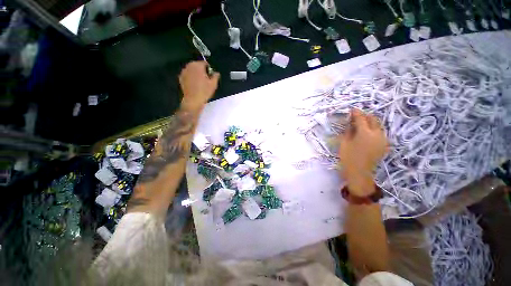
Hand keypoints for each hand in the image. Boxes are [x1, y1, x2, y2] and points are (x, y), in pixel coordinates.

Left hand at [179, 61, 219, 111]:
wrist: (193, 100)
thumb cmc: (204, 91)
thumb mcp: (213, 84)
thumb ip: (216, 76)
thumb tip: (216, 73)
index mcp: (197, 65)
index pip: (205, 63)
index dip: (209, 69)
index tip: (211, 76)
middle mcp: (189, 66)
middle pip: (197, 65)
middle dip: (202, 70)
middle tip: (206, 79)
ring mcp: (184, 72)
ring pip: (192, 70)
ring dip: (196, 74)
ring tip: (201, 83)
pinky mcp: (181, 78)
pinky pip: (188, 75)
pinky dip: (191, 78)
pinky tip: (195, 85)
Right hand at [338, 109, 387, 195]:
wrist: (359, 173)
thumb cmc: (348, 157)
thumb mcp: (344, 143)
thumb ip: (348, 131)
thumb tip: (350, 122)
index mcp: (365, 133)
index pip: (361, 118)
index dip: (356, 113)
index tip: (352, 109)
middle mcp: (377, 134)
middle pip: (373, 119)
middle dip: (365, 115)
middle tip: (356, 116)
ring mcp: (382, 140)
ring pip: (378, 125)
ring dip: (370, 122)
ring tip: (361, 123)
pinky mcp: (384, 145)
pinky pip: (379, 132)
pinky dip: (373, 129)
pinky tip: (366, 133)